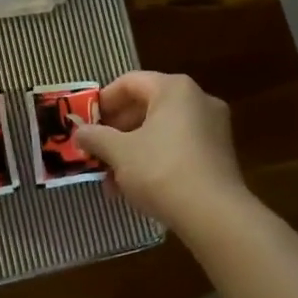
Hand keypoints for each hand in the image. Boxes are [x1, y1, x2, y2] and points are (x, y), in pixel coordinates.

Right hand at [72, 71, 248, 229]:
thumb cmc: (161, 170)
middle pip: (147, 106)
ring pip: (161, 131)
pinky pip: (178, 148)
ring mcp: (213, 128)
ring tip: (111, 179)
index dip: (103, 100)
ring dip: (133, 150)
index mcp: (175, 89)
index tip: (86, 122)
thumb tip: (79, 132)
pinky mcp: (219, 155)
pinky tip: (136, 188)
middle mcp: (198, 100)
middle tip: (96, 150)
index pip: (130, 82)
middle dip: (117, 130)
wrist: (214, 215)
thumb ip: (95, 137)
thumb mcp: (119, 152)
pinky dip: (155, 160)